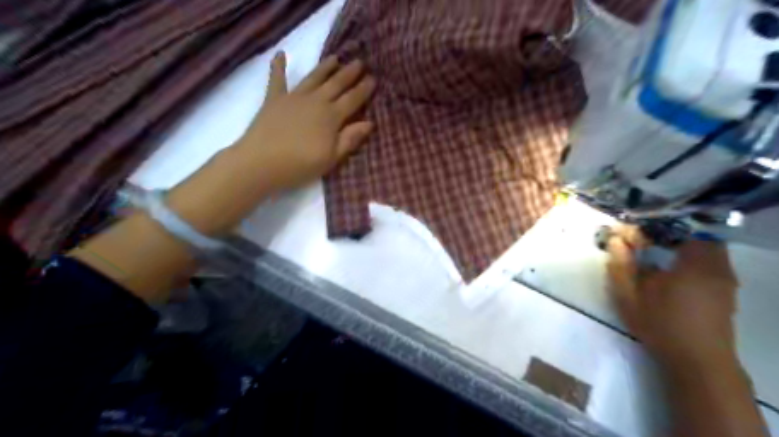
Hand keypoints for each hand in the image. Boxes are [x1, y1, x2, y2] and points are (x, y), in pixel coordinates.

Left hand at [238, 52, 376, 189]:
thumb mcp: (331, 158)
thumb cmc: (300, 165)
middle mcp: (315, 101)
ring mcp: (294, 97)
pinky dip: (278, 66)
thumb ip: (350, 139)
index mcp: (331, 117)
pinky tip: (281, 54)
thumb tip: (369, 123)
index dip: (363, 89)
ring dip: (325, 67)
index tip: (373, 78)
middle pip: (336, 84)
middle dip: (349, 73)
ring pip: (314, 77)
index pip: (352, 99)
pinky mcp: (274, 99)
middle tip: (359, 62)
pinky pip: (277, 78)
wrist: (261, 162)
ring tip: (335, 58)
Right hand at [604, 225, 737, 368]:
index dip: (646, 228)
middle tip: (640, 242)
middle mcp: (714, 266)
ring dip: (678, 244)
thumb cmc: (660, 326)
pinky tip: (672, 271)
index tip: (625, 235)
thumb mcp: (630, 297)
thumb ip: (621, 266)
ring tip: (653, 253)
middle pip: (693, 233)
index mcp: (692, 264)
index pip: (672, 229)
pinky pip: (710, 260)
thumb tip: (615, 240)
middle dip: (664, 232)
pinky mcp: (725, 289)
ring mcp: (724, 277)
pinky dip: (690, 256)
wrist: (698, 361)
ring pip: (704, 246)